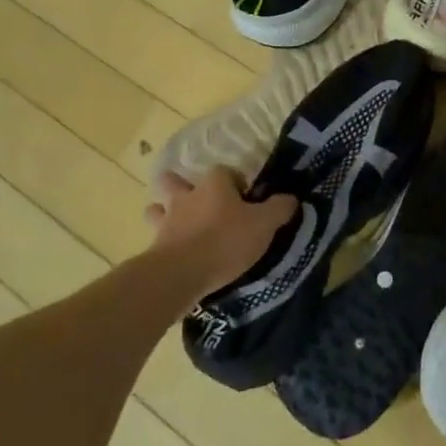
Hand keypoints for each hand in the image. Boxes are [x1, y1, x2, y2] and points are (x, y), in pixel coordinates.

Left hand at [145, 168, 297, 292]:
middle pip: (176, 181)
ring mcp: (166, 221)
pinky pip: (157, 237)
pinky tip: (174, 250)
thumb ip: (279, 209)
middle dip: (182, 186)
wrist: (181, 274)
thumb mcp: (264, 225)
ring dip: (164, 212)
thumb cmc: (226, 241)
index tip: (246, 200)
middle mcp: (186, 196)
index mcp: (214, 184)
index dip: (236, 182)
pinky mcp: (154, 247)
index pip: (225, 171)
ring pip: (157, 208)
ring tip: (178, 224)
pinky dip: (163, 240)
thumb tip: (291, 198)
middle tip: (199, 202)